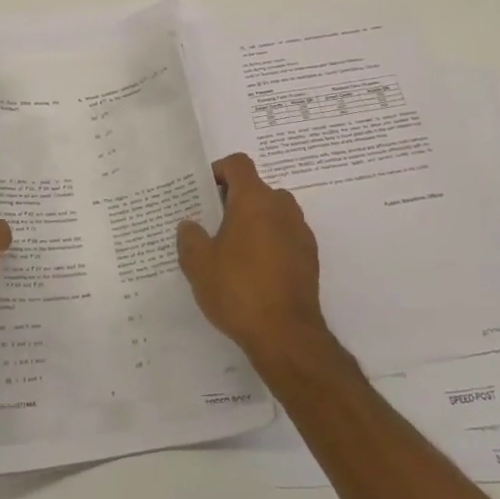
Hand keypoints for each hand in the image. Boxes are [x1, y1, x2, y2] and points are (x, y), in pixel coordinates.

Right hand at [176, 153, 328, 363]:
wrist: (286, 334)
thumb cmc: (238, 290)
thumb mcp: (198, 264)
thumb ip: (189, 237)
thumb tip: (190, 225)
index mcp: (254, 200)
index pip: (238, 164)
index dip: (218, 171)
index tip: (203, 193)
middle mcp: (282, 208)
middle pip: (256, 189)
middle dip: (234, 201)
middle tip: (212, 225)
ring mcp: (300, 232)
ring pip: (273, 213)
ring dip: (254, 222)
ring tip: (232, 250)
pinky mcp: (310, 257)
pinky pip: (285, 236)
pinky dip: (270, 243)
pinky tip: (254, 271)